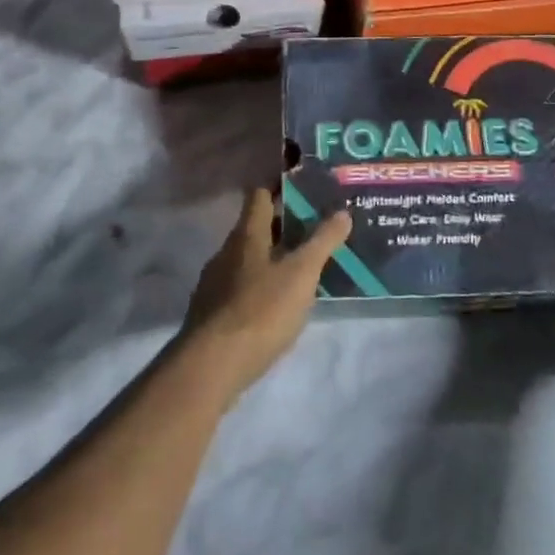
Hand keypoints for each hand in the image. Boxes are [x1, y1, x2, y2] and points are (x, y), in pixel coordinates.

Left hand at [180, 187, 351, 400]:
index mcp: (246, 234)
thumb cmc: (260, 310)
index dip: (280, 187)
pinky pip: (241, 287)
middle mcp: (226, 252)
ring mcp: (215, 283)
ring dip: (273, 258)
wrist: (212, 367)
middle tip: (315, 229)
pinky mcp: (213, 314)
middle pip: (254, 227)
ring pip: (248, 259)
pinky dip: (261, 286)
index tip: (305, 187)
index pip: (259, 194)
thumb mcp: (301, 274)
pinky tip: (279, 304)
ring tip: (303, 267)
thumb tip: (342, 211)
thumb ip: (322, 242)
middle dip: (283, 226)